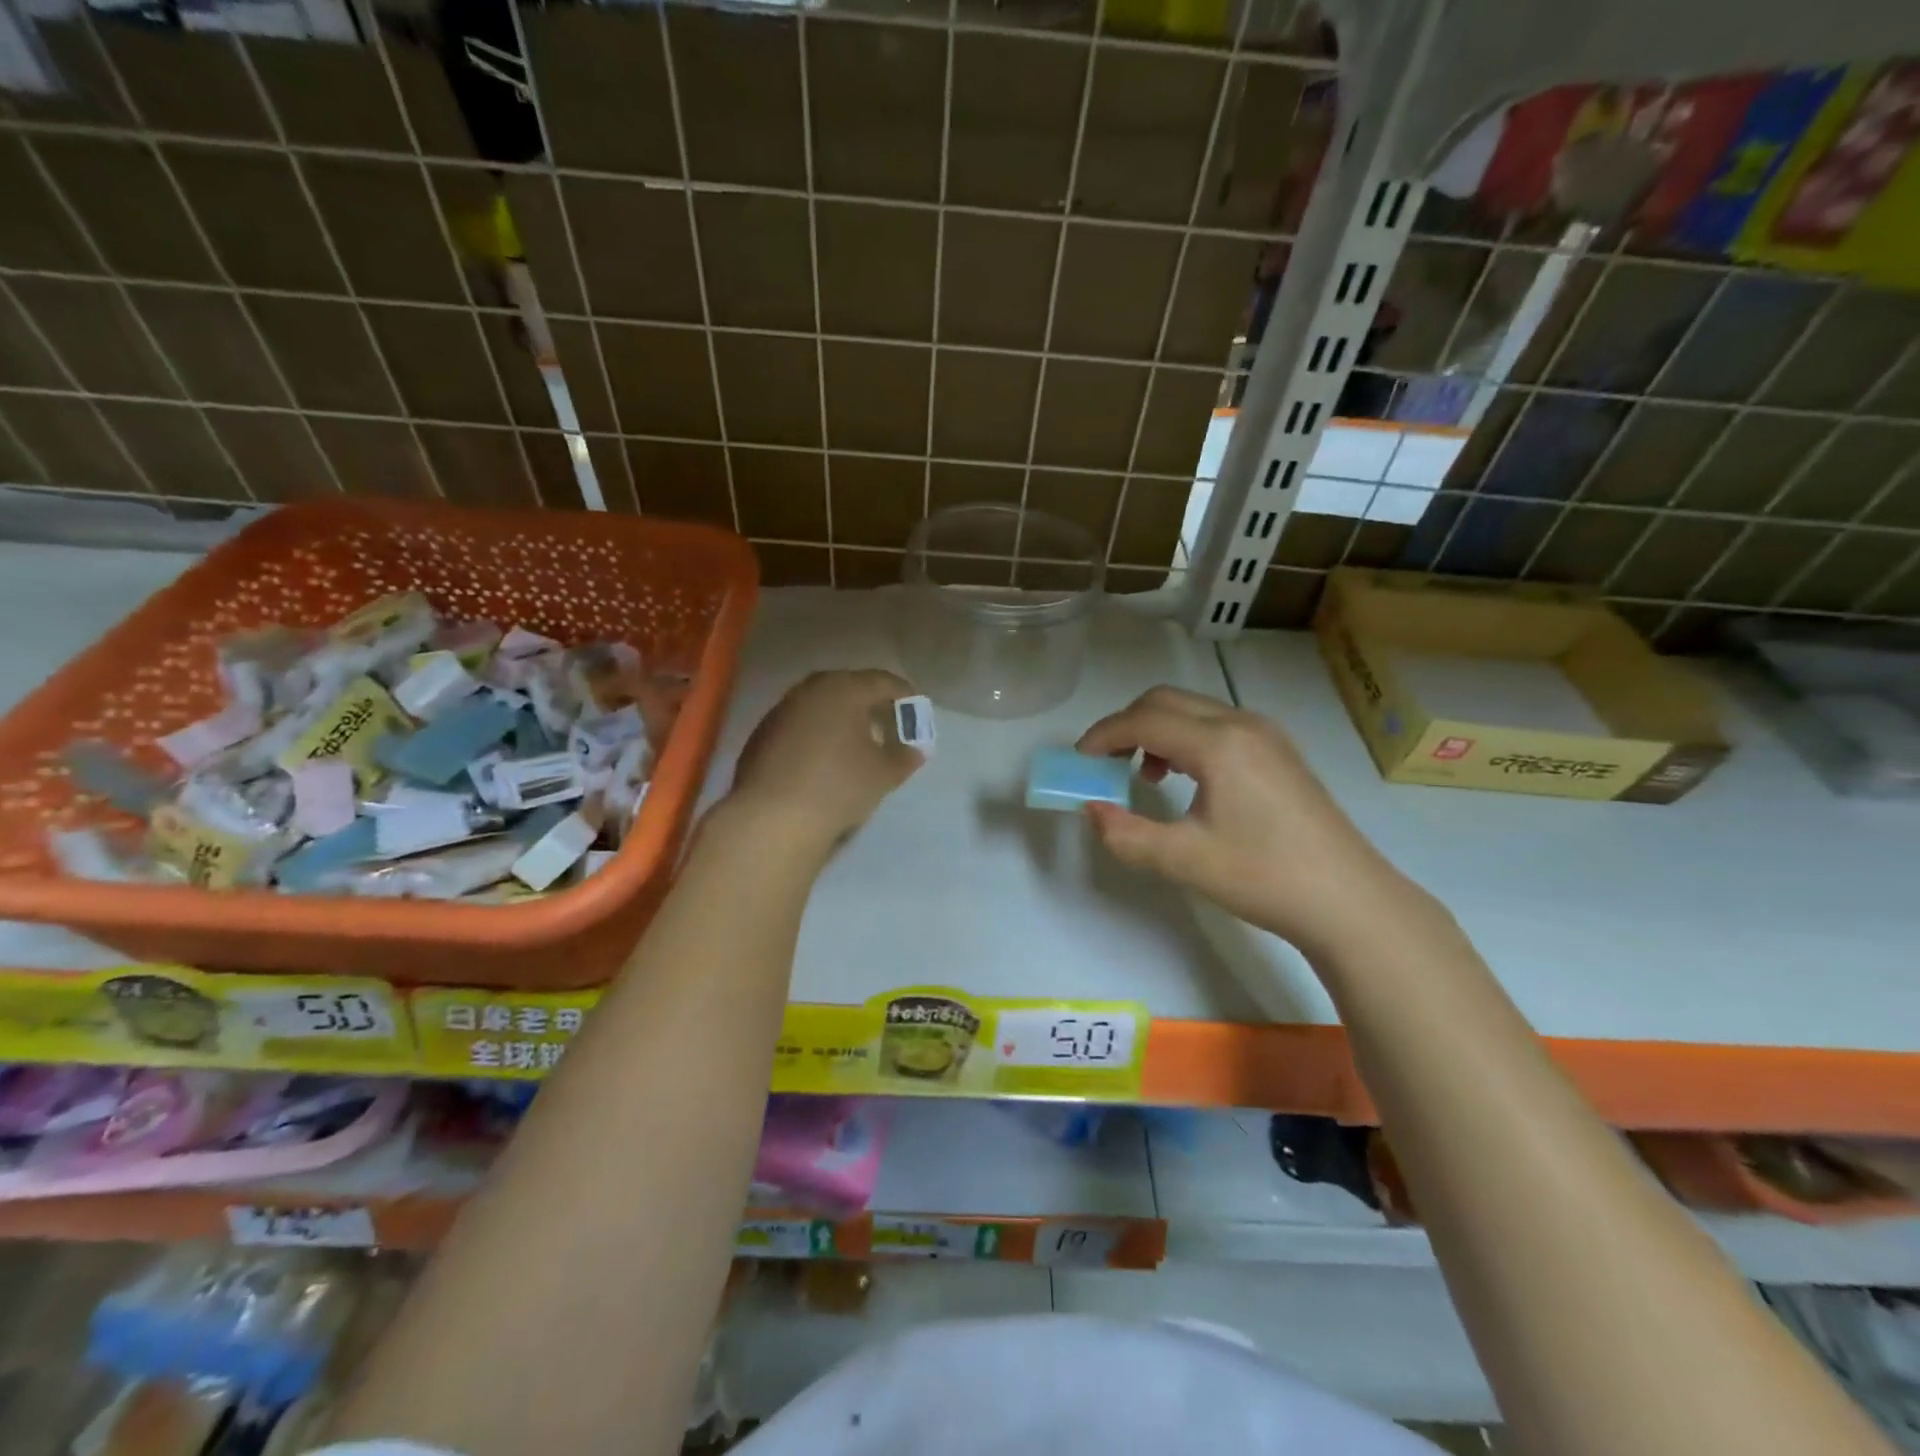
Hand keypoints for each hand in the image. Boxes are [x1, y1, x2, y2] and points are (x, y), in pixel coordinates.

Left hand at [728, 670, 924, 850]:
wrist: (771, 818)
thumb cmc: (838, 785)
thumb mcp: (883, 774)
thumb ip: (904, 757)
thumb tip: (914, 750)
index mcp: (844, 689)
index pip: (883, 682)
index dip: (904, 695)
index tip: (916, 711)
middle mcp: (810, 690)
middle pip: (849, 688)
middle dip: (871, 703)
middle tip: (888, 723)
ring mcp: (781, 710)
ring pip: (821, 705)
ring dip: (841, 718)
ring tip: (857, 742)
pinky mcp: (762, 734)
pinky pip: (800, 724)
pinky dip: (817, 733)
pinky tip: (824, 758)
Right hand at [1076, 686, 1421, 957]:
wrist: (1348, 900)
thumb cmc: (1264, 878)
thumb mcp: (1184, 861)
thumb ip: (1127, 834)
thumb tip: (1091, 809)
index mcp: (1219, 744)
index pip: (1143, 721)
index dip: (1103, 736)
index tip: (1078, 761)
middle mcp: (1242, 724)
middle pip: (1166, 701)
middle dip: (1125, 725)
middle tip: (1103, 763)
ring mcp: (1265, 734)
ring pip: (1192, 710)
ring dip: (1155, 730)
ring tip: (1143, 776)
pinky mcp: (1278, 751)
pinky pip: (1216, 725)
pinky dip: (1185, 738)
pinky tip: (1184, 779)